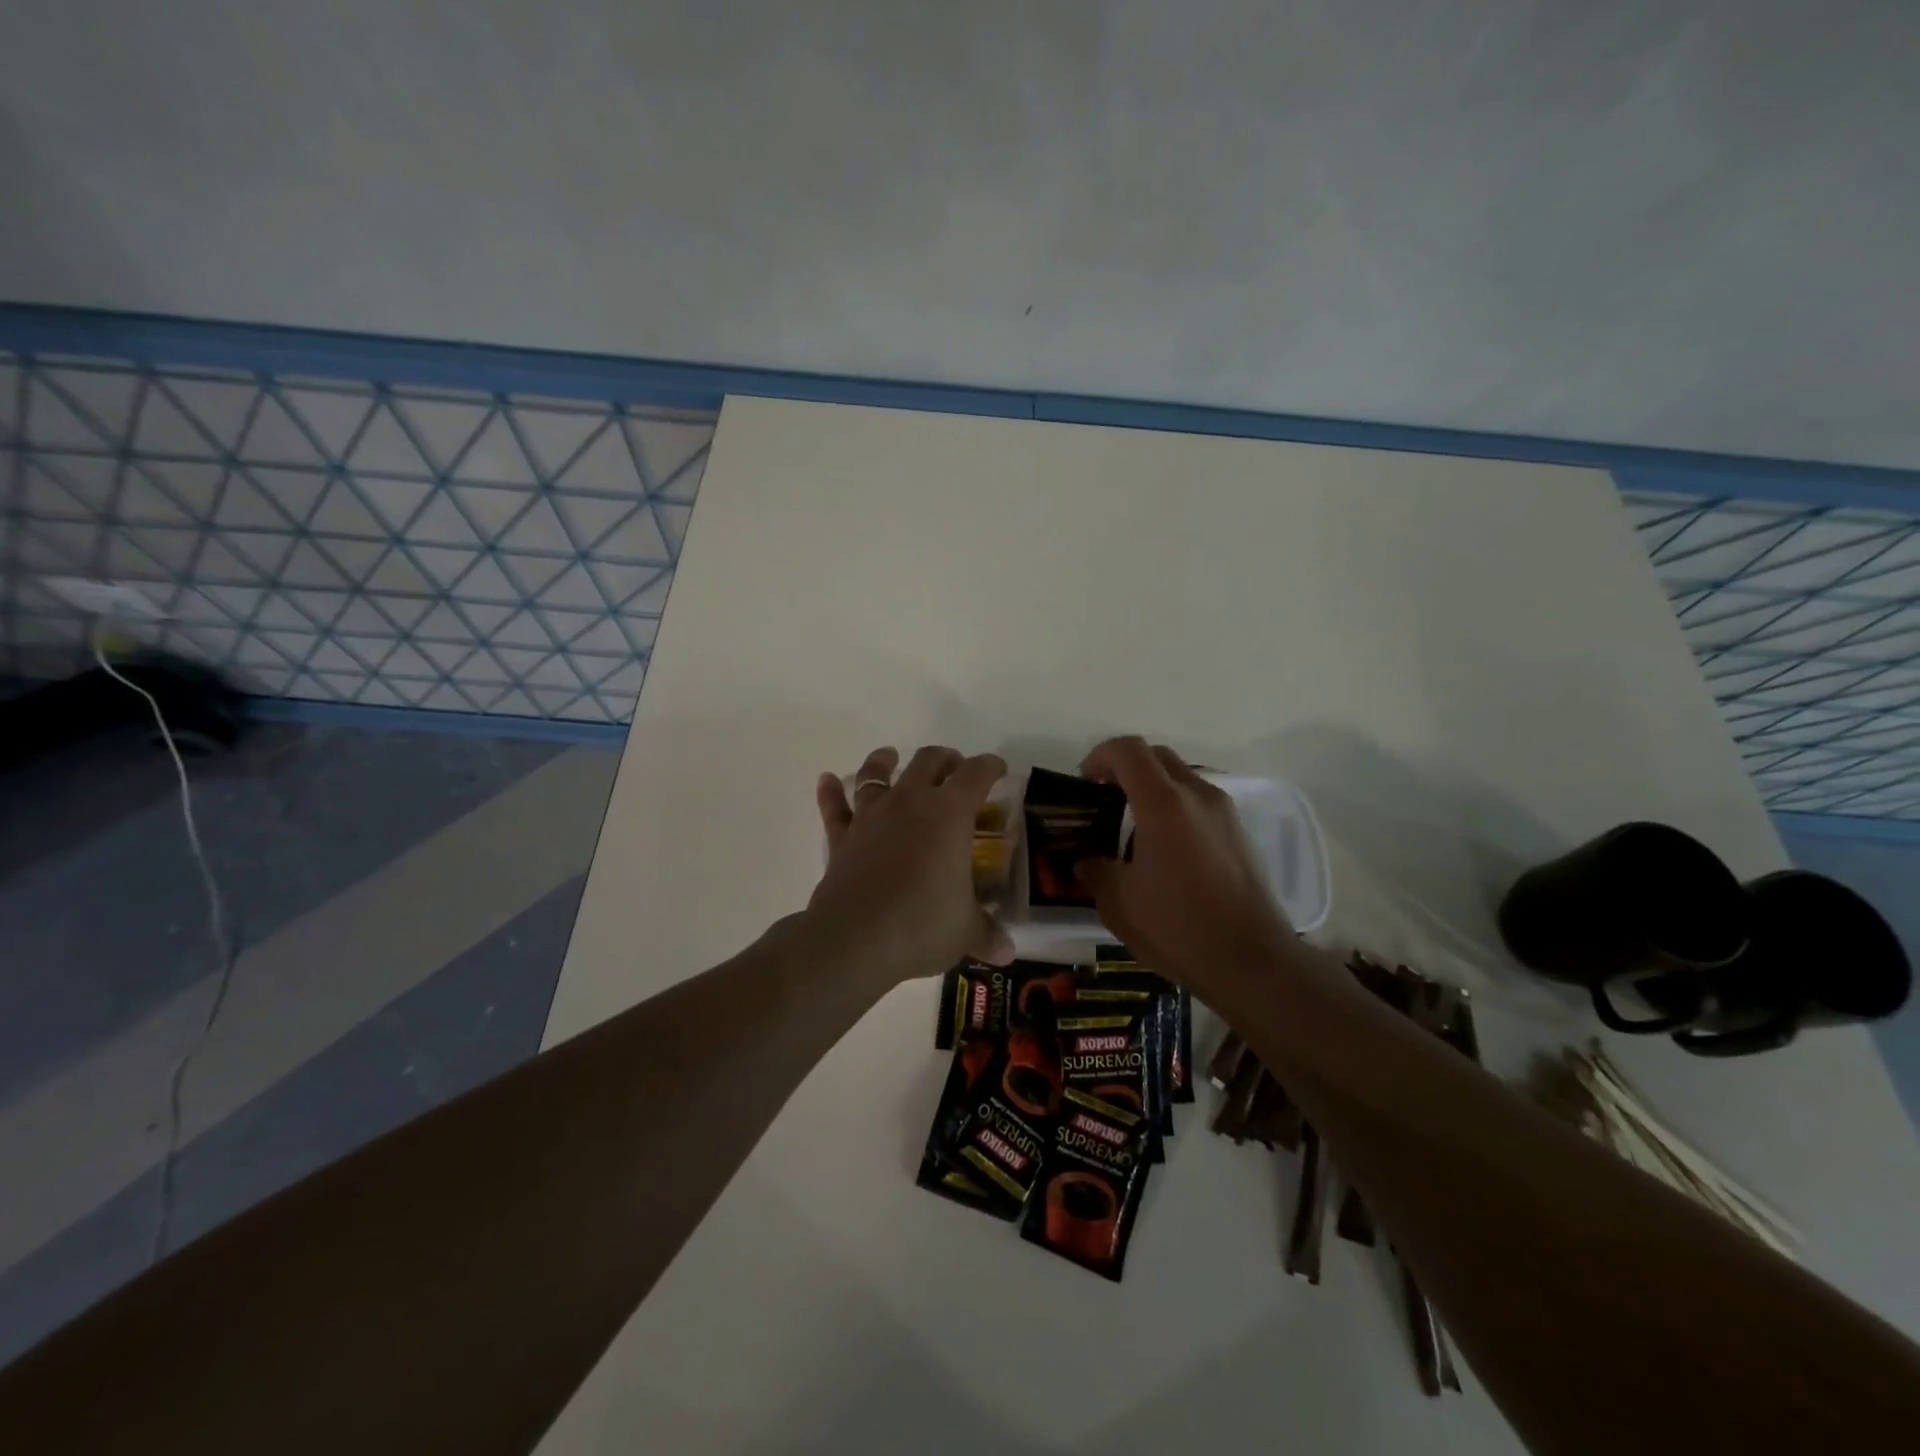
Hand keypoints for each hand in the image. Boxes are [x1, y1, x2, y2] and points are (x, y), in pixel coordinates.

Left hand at [807, 745, 1014, 985]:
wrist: (855, 938)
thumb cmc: (921, 924)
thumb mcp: (965, 932)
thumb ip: (987, 935)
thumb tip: (1008, 952)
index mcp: (950, 814)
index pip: (976, 774)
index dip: (990, 766)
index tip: (998, 769)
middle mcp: (910, 802)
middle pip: (928, 761)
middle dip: (945, 759)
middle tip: (954, 768)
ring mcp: (871, 816)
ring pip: (876, 773)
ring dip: (884, 761)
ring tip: (890, 756)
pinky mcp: (842, 837)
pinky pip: (834, 807)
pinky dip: (831, 792)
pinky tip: (827, 780)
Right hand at [1077, 737, 1294, 990]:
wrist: (1252, 962)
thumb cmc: (1178, 928)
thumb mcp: (1119, 903)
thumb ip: (1095, 871)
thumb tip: (1085, 861)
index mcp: (1163, 804)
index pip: (1128, 750)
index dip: (1099, 756)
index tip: (1083, 782)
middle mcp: (1198, 795)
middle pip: (1156, 756)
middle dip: (1124, 768)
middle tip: (1103, 799)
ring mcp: (1224, 812)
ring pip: (1181, 777)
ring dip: (1151, 788)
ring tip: (1131, 828)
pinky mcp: (1239, 833)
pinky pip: (1199, 802)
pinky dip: (1175, 808)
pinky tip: (1164, 849)